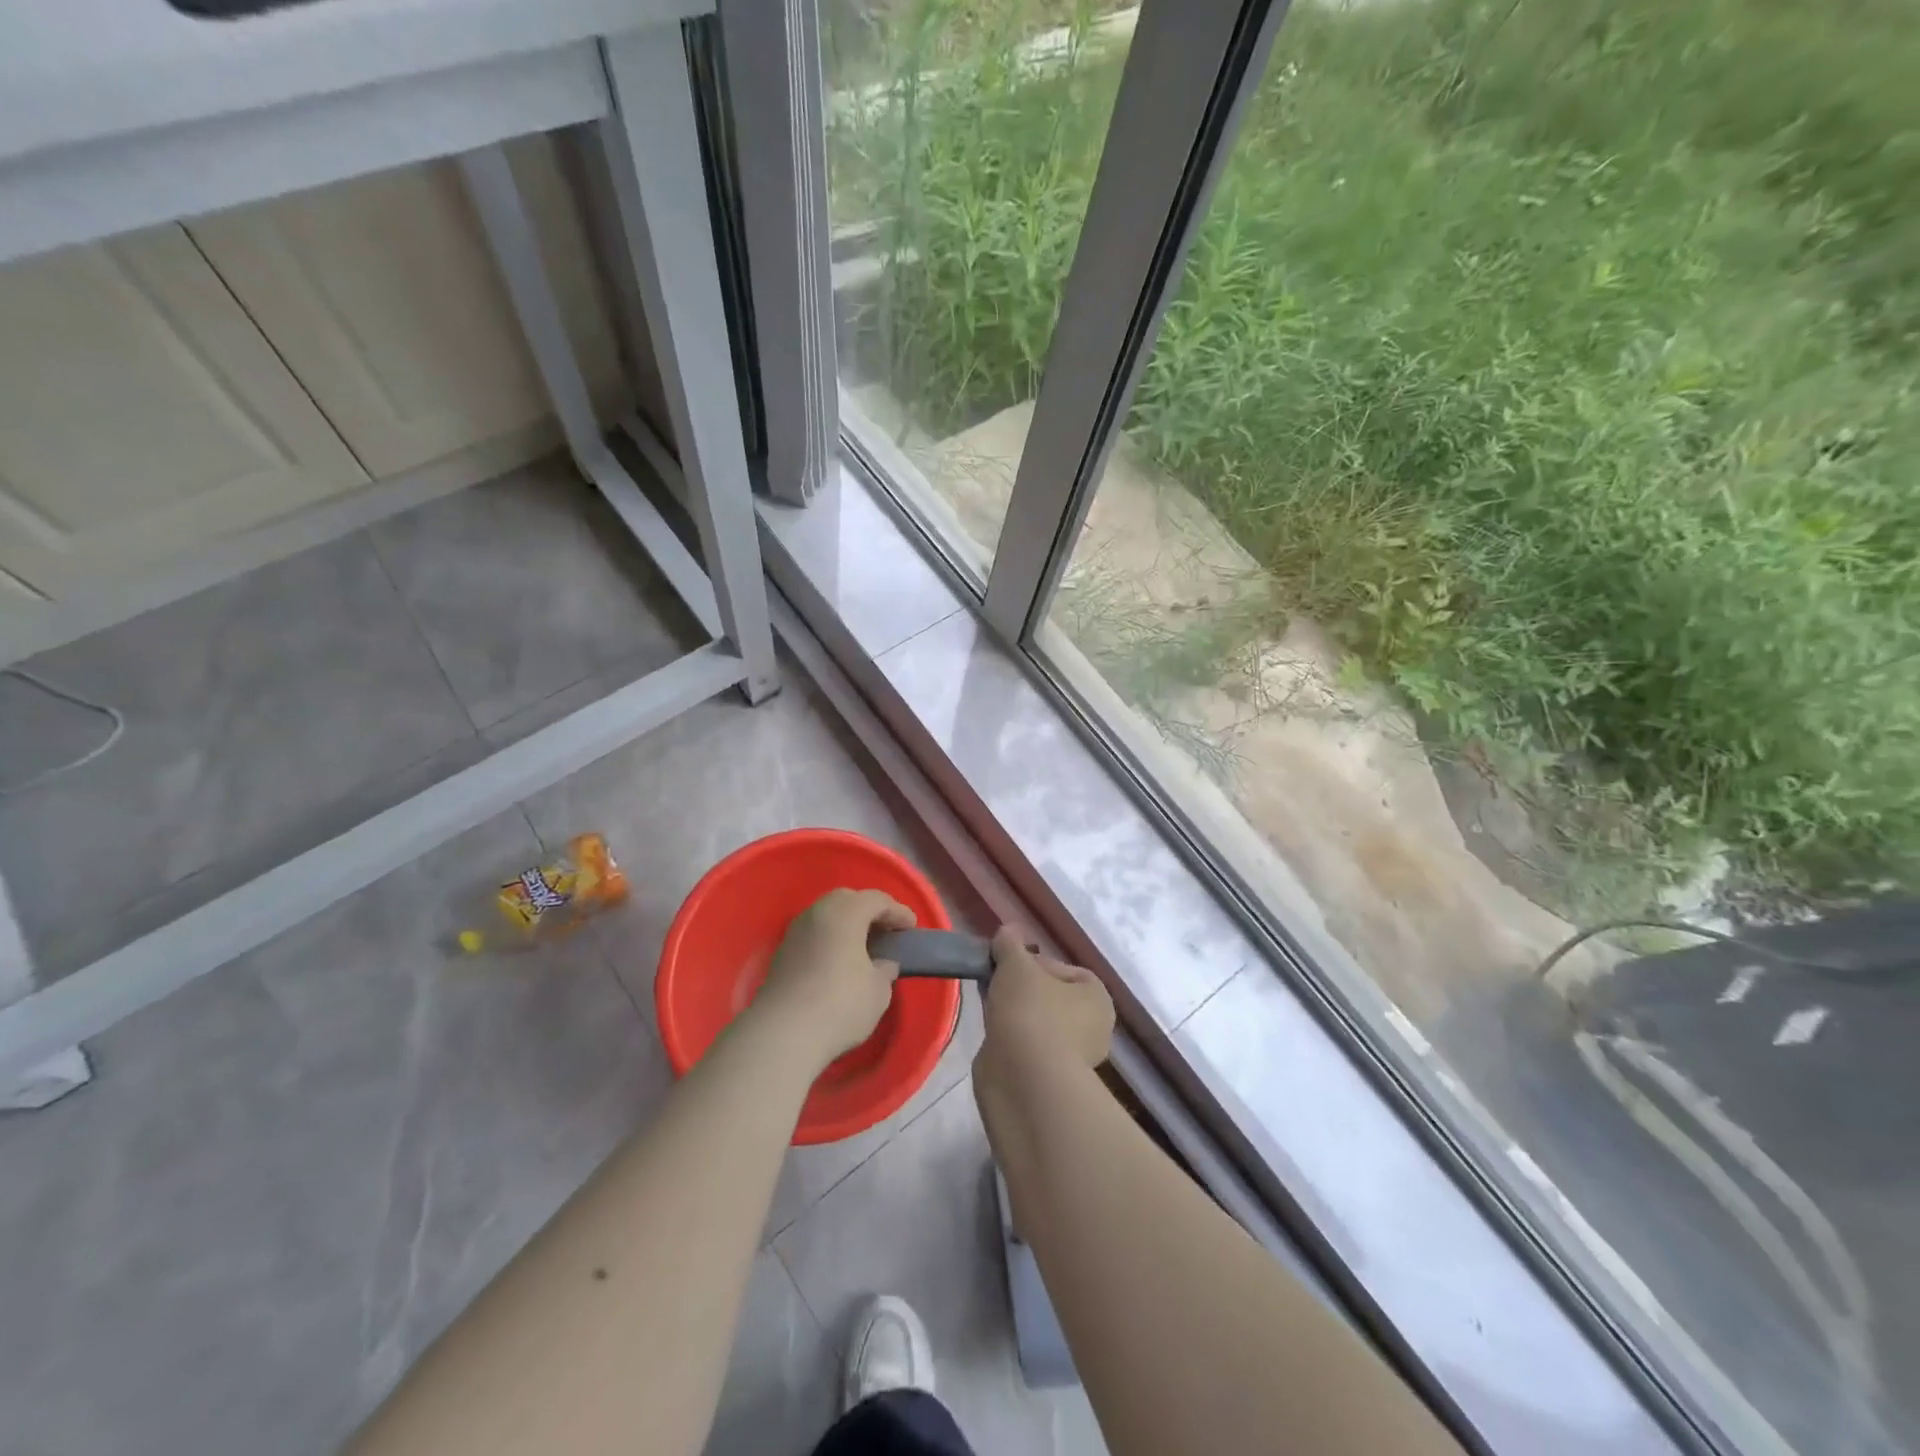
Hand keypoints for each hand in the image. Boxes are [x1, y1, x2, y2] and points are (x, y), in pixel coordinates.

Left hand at [755, 888, 914, 1068]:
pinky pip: (814, 934)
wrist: (783, 1035)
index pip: (877, 900)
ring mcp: (795, 932)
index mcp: (845, 913)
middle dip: (869, 911)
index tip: (910, 927)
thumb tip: (882, 963)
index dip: (897, 912)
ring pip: (827, 916)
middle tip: (886, 931)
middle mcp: (818, 913)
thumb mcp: (878, 990)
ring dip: (847, 925)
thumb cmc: (840, 1005)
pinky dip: (830, 939)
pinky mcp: (782, 953)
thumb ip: (885, 969)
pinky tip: (839, 960)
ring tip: (863, 947)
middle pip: (847, 900)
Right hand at [976, 928, 1113, 1085]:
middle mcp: (1093, 1028)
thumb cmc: (1030, 1012)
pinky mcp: (1047, 1078)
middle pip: (1050, 996)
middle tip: (996, 983)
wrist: (1024, 1080)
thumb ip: (1010, 944)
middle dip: (1022, 989)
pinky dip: (1010, 1038)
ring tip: (989, 1006)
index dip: (1034, 962)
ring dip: (1014, 1014)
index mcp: (1097, 998)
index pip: (1065, 969)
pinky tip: (992, 1033)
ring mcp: (1071, 1057)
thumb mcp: (1016, 965)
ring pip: (1037, 1022)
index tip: (1009, 965)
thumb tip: (1007, 932)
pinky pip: (1026, 1046)